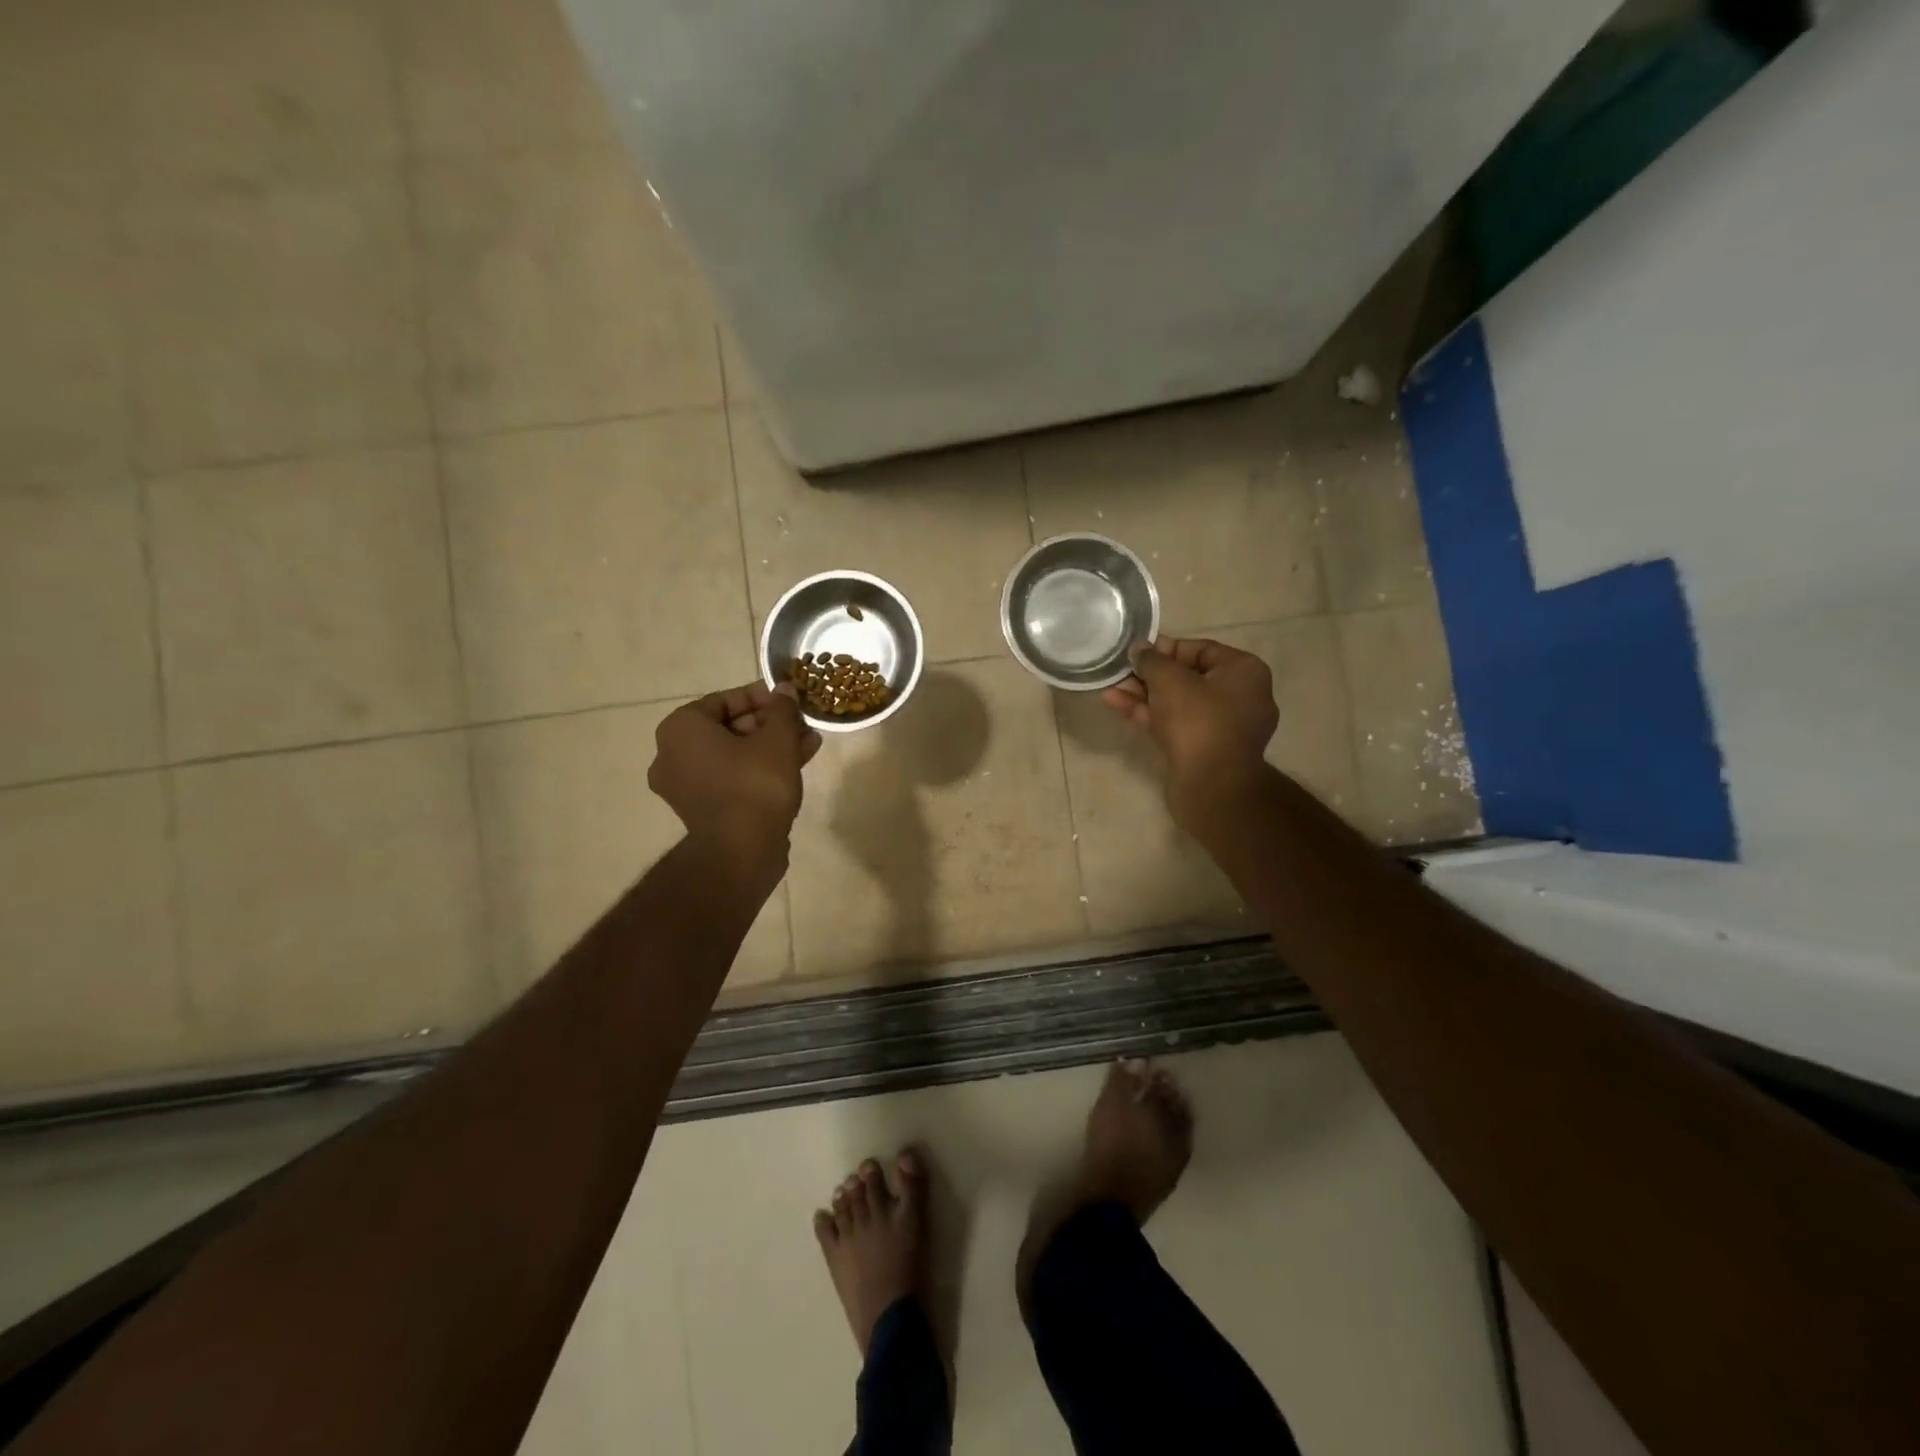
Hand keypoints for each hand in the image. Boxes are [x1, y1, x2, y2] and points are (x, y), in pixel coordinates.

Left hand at [649, 682, 821, 854]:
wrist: (741, 852)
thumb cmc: (754, 784)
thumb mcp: (777, 739)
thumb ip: (782, 710)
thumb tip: (784, 690)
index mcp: (680, 729)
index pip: (722, 700)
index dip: (760, 697)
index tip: (787, 700)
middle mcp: (672, 754)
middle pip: (728, 728)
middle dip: (768, 725)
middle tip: (800, 723)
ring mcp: (684, 786)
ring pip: (733, 755)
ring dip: (769, 747)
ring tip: (808, 742)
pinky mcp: (702, 810)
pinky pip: (731, 778)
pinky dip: (758, 769)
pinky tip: (796, 764)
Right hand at [1103, 636, 1277, 830]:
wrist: (1212, 784)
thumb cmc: (1197, 720)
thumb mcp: (1168, 680)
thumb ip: (1151, 660)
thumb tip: (1139, 649)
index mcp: (1245, 671)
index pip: (1202, 649)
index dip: (1166, 649)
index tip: (1138, 654)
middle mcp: (1243, 696)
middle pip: (1189, 677)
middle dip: (1151, 676)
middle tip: (1123, 673)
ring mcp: (1226, 727)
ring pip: (1181, 704)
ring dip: (1146, 696)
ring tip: (1112, 690)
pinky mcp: (1209, 751)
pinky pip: (1180, 725)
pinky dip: (1153, 716)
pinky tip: (1120, 708)